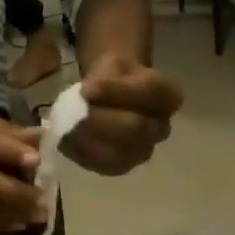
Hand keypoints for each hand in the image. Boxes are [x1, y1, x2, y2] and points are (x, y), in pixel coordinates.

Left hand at [61, 54, 182, 175]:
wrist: (113, 98)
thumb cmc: (116, 78)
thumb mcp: (114, 65)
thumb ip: (105, 79)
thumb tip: (85, 97)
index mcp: (168, 98)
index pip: (149, 93)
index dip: (116, 91)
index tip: (86, 88)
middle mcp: (161, 130)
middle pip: (135, 129)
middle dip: (100, 121)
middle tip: (74, 113)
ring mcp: (142, 153)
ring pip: (117, 153)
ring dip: (88, 141)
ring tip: (67, 126)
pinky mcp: (120, 169)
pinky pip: (100, 165)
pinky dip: (80, 153)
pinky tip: (66, 140)